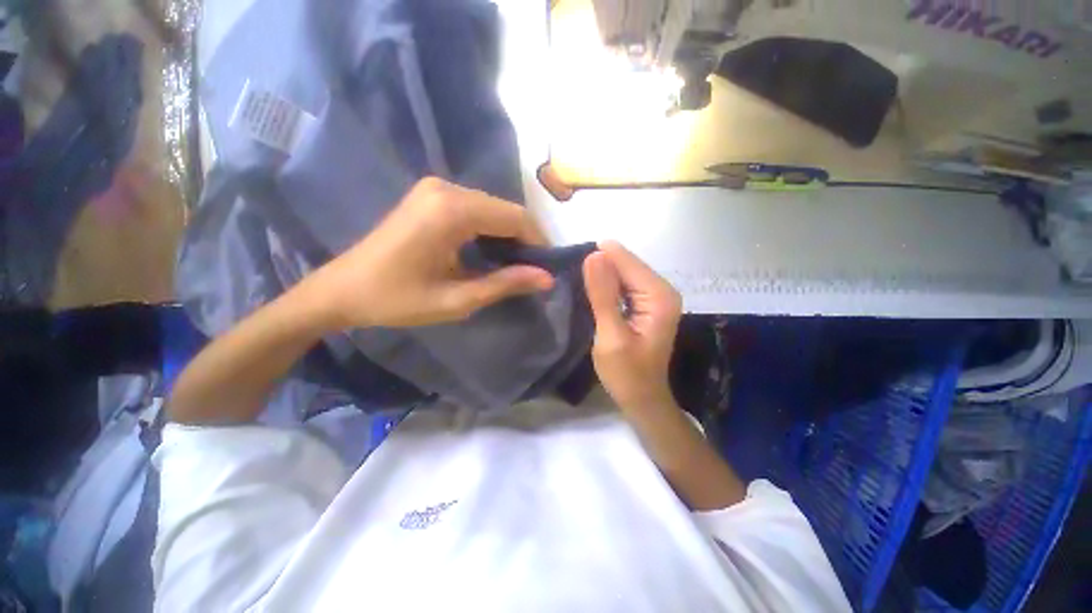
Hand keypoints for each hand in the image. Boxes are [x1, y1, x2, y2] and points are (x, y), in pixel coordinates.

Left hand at [303, 177, 554, 328]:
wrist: (343, 289)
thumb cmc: (397, 299)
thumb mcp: (458, 299)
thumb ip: (505, 284)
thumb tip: (547, 278)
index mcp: (452, 210)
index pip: (515, 217)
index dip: (538, 242)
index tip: (546, 268)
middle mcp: (447, 188)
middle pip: (506, 210)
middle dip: (524, 240)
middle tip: (531, 272)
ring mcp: (436, 188)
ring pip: (493, 208)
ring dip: (509, 235)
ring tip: (514, 266)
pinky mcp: (430, 195)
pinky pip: (476, 208)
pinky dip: (491, 229)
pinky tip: (491, 252)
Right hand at [583, 241, 682, 414]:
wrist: (642, 399)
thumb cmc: (626, 374)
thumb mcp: (610, 335)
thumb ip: (603, 295)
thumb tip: (593, 255)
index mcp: (659, 296)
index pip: (626, 261)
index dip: (599, 257)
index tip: (571, 259)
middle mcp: (662, 290)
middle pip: (627, 264)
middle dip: (600, 266)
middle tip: (571, 273)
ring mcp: (656, 296)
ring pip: (624, 273)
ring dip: (601, 275)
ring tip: (576, 279)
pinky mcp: (647, 304)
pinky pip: (624, 284)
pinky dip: (607, 285)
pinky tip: (591, 289)